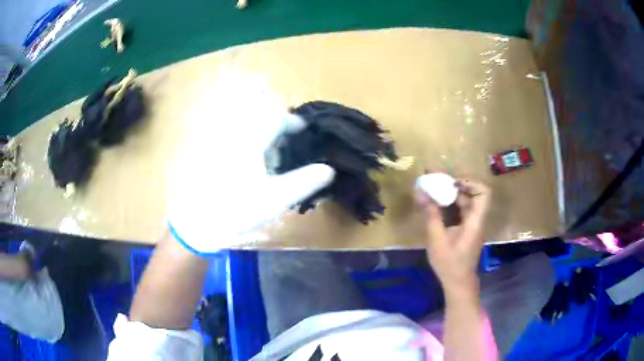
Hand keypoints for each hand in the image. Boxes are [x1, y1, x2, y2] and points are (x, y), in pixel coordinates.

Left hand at [167, 70, 334, 254]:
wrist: (194, 221)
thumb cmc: (234, 211)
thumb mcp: (274, 200)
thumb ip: (303, 183)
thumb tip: (329, 169)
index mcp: (251, 139)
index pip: (277, 117)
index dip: (293, 121)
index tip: (302, 130)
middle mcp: (232, 128)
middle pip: (253, 98)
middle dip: (270, 102)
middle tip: (279, 117)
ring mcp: (213, 131)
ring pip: (231, 100)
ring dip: (248, 99)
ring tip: (258, 107)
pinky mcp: (201, 139)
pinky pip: (214, 112)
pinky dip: (226, 108)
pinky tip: (230, 121)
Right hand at [418, 179, 490, 296]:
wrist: (458, 282)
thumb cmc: (450, 264)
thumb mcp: (437, 240)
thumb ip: (431, 215)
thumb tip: (421, 193)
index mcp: (475, 221)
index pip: (484, 193)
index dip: (470, 182)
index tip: (451, 182)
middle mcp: (476, 219)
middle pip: (472, 193)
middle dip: (453, 183)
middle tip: (434, 176)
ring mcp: (471, 223)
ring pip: (464, 200)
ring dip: (449, 192)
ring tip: (431, 186)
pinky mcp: (465, 228)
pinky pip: (459, 209)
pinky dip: (448, 203)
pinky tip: (434, 202)